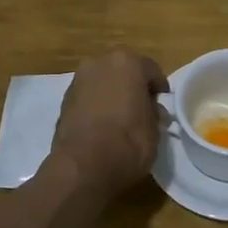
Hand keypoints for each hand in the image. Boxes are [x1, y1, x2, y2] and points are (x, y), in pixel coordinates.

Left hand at [50, 49, 168, 190]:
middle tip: (142, 107)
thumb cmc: (128, 142)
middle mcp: (100, 62)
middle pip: (123, 70)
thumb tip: (151, 110)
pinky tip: (102, 124)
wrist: (83, 165)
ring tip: (121, 117)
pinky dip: (96, 104)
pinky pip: (88, 96)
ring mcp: (79, 79)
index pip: (150, 70)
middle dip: (132, 86)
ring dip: (112, 93)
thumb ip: (154, 112)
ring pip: (103, 81)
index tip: (163, 102)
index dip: (158, 87)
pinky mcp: (64, 99)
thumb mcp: (155, 129)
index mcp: (127, 62)